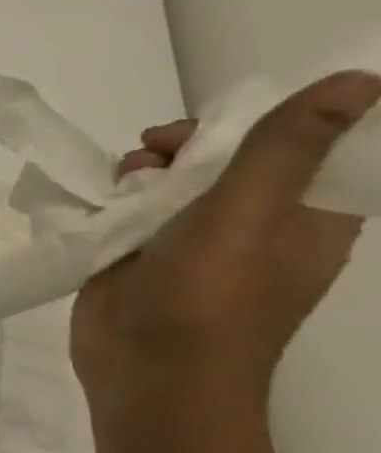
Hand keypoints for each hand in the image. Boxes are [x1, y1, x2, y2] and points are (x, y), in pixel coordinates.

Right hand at [71, 70, 379, 422]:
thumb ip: (283, 150)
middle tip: (153, 153)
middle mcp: (253, 224)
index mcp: (305, 218)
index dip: (262, 124)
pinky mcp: (138, 253)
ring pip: (170, 180)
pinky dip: (112, 197)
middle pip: (225, 158)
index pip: (302, 149)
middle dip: (186, 145)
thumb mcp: (245, 217)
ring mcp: (191, 241)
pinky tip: (98, 201)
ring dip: (143, 170)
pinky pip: (129, 208)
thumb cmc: (209, 301)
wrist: (147, 373)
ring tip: (120, 183)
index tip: (214, 126)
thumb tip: (355, 80)